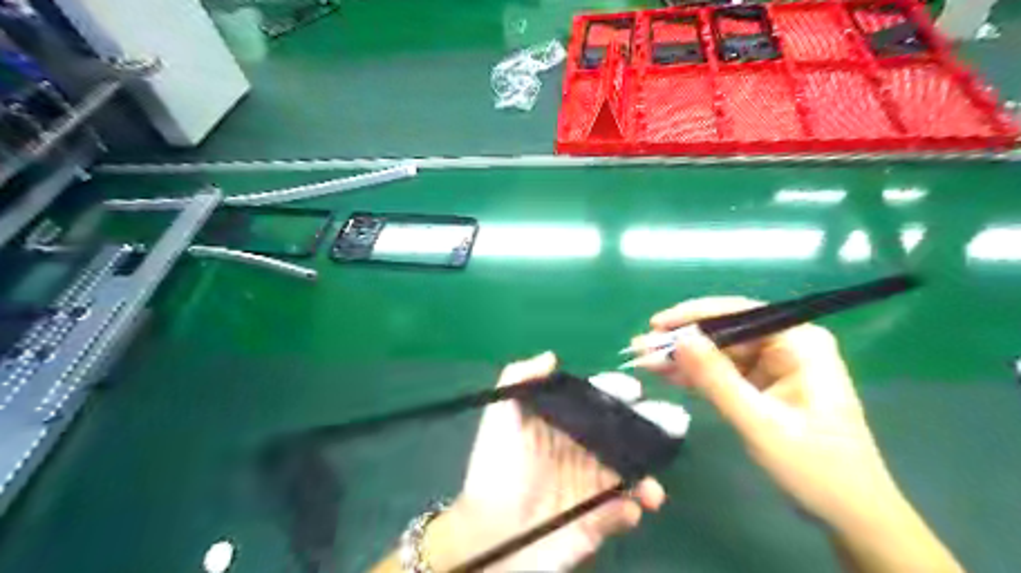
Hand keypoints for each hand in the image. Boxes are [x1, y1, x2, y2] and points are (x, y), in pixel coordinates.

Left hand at [421, 351, 665, 570]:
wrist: (489, 537)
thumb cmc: (497, 470)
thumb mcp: (500, 418)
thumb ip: (518, 379)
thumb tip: (551, 357)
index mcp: (560, 427)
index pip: (594, 404)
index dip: (614, 394)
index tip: (634, 389)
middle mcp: (578, 452)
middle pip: (619, 435)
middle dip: (646, 428)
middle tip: (672, 423)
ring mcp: (588, 487)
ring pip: (628, 473)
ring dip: (647, 475)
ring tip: (652, 487)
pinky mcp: (594, 521)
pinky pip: (622, 511)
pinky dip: (631, 509)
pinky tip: (629, 508)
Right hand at [635, 299, 966, 571]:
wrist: (850, 513)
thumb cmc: (814, 467)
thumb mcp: (759, 422)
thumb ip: (716, 379)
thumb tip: (679, 339)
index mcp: (799, 342)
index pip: (738, 313)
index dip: (693, 316)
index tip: (655, 325)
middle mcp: (787, 345)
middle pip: (724, 332)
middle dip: (682, 341)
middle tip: (640, 348)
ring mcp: (775, 365)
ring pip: (719, 352)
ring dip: (683, 359)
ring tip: (644, 361)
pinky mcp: (763, 384)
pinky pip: (723, 372)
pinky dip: (696, 376)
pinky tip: (666, 375)